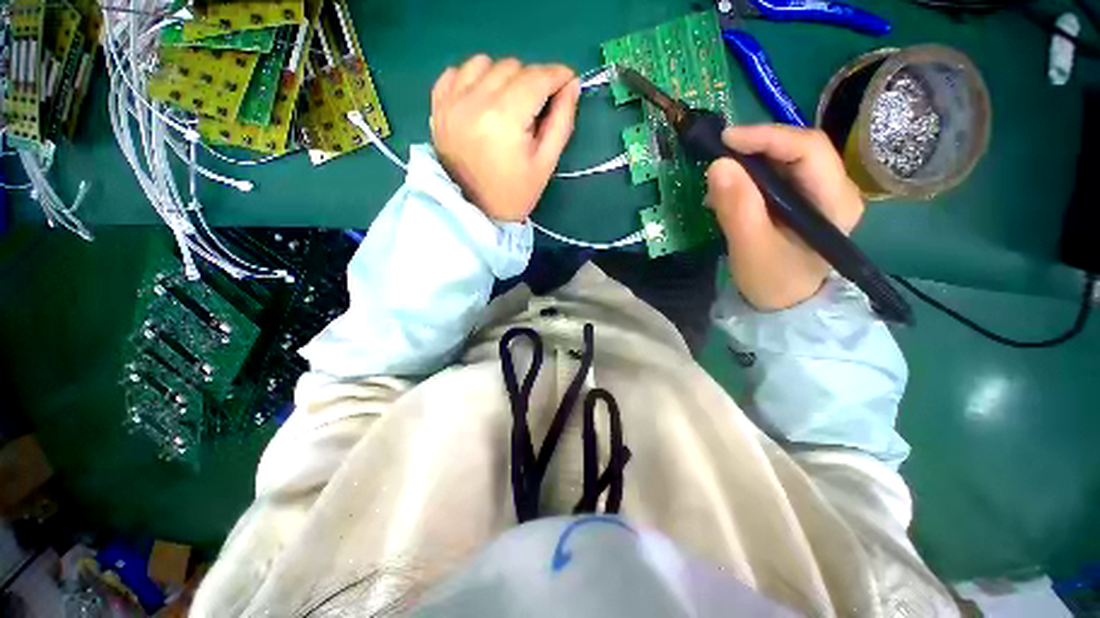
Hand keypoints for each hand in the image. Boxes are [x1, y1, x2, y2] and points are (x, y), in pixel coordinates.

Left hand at [430, 55, 579, 221]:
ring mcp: (452, 101)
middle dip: (532, 81)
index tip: (567, 82)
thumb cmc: (515, 193)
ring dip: (503, 77)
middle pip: (513, 67)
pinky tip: (482, 99)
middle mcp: (475, 101)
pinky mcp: (438, 106)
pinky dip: (473, 77)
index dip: (557, 75)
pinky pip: (457, 71)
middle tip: (536, 109)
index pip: (537, 78)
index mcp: (505, 119)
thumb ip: (562, 121)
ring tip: (508, 105)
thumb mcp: (546, 163)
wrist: (475, 211)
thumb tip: (571, 85)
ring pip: (485, 63)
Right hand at [705, 125, 864, 310]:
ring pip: (785, 160)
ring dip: (750, 162)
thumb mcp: (751, 249)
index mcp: (835, 201)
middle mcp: (835, 189)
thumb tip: (718, 165)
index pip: (809, 149)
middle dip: (757, 147)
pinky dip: (750, 177)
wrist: (783, 304)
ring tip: (720, 177)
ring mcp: (819, 193)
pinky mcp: (802, 200)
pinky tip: (730, 190)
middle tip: (719, 154)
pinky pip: (777, 175)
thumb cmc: (773, 281)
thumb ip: (737, 209)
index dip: (768, 137)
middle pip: (799, 149)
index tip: (727, 139)